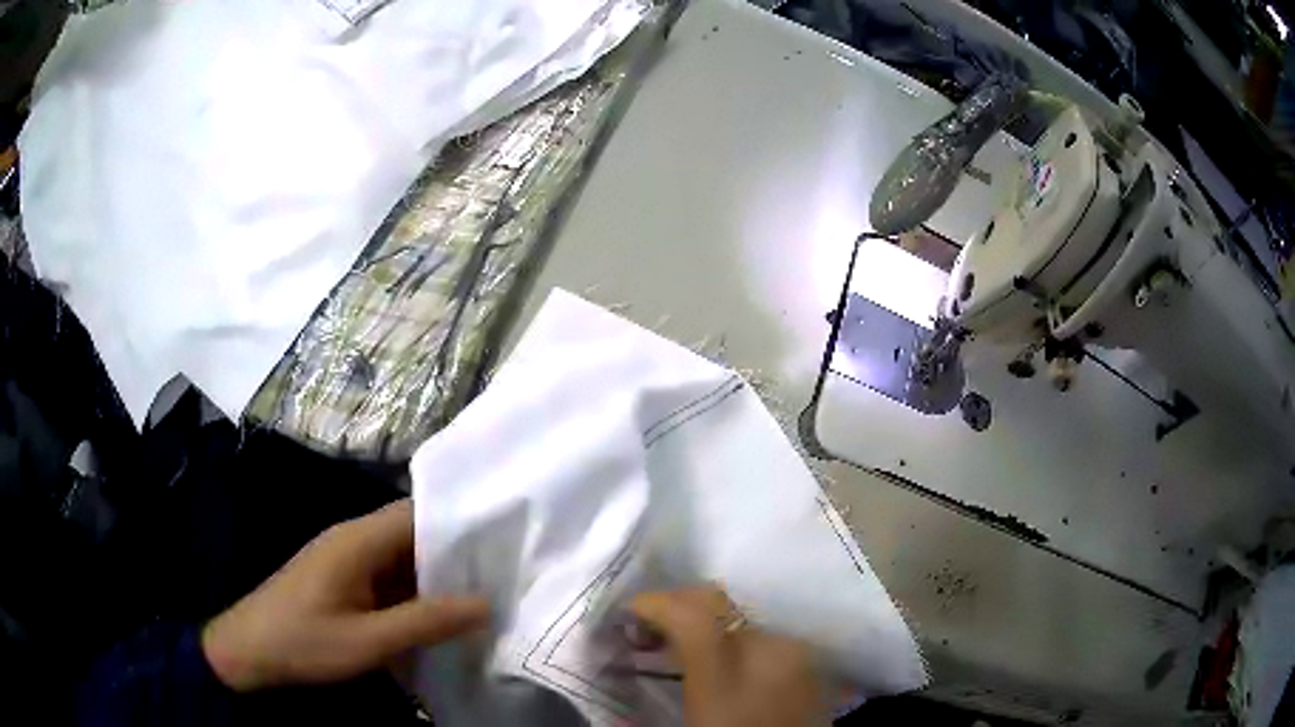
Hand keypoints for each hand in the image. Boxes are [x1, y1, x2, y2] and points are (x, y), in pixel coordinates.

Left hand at [201, 499, 488, 691]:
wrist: (248, 651)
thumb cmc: (303, 642)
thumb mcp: (368, 642)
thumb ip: (425, 622)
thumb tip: (486, 604)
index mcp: (358, 541)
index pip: (418, 513)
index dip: (460, 521)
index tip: (505, 540)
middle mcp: (354, 539)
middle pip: (413, 533)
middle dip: (456, 553)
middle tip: (504, 574)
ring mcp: (347, 560)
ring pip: (402, 557)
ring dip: (436, 576)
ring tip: (485, 594)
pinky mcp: (343, 579)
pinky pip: (388, 577)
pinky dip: (415, 592)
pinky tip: (440, 615)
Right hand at [629, 585, 826, 726]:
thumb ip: (649, 715)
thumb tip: (621, 693)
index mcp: (729, 679)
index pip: (692, 614)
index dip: (654, 603)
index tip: (627, 615)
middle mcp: (770, 653)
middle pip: (716, 604)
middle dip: (675, 608)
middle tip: (647, 634)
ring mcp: (797, 655)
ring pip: (742, 616)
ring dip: (707, 624)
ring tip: (683, 649)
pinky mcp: (812, 664)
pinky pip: (767, 635)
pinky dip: (737, 639)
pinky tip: (725, 664)